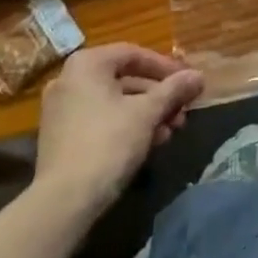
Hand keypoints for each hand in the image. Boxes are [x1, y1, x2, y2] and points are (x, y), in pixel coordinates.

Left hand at [35, 44, 203, 208]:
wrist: (63, 203)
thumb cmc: (108, 144)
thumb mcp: (147, 113)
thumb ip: (174, 90)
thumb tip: (199, 76)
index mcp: (87, 63)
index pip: (134, 54)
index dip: (165, 68)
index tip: (188, 83)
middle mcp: (69, 78)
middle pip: (124, 79)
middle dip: (158, 96)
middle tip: (182, 112)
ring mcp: (60, 109)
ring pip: (113, 102)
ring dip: (145, 114)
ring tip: (170, 132)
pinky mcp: (59, 137)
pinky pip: (99, 120)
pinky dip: (124, 126)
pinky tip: (148, 144)